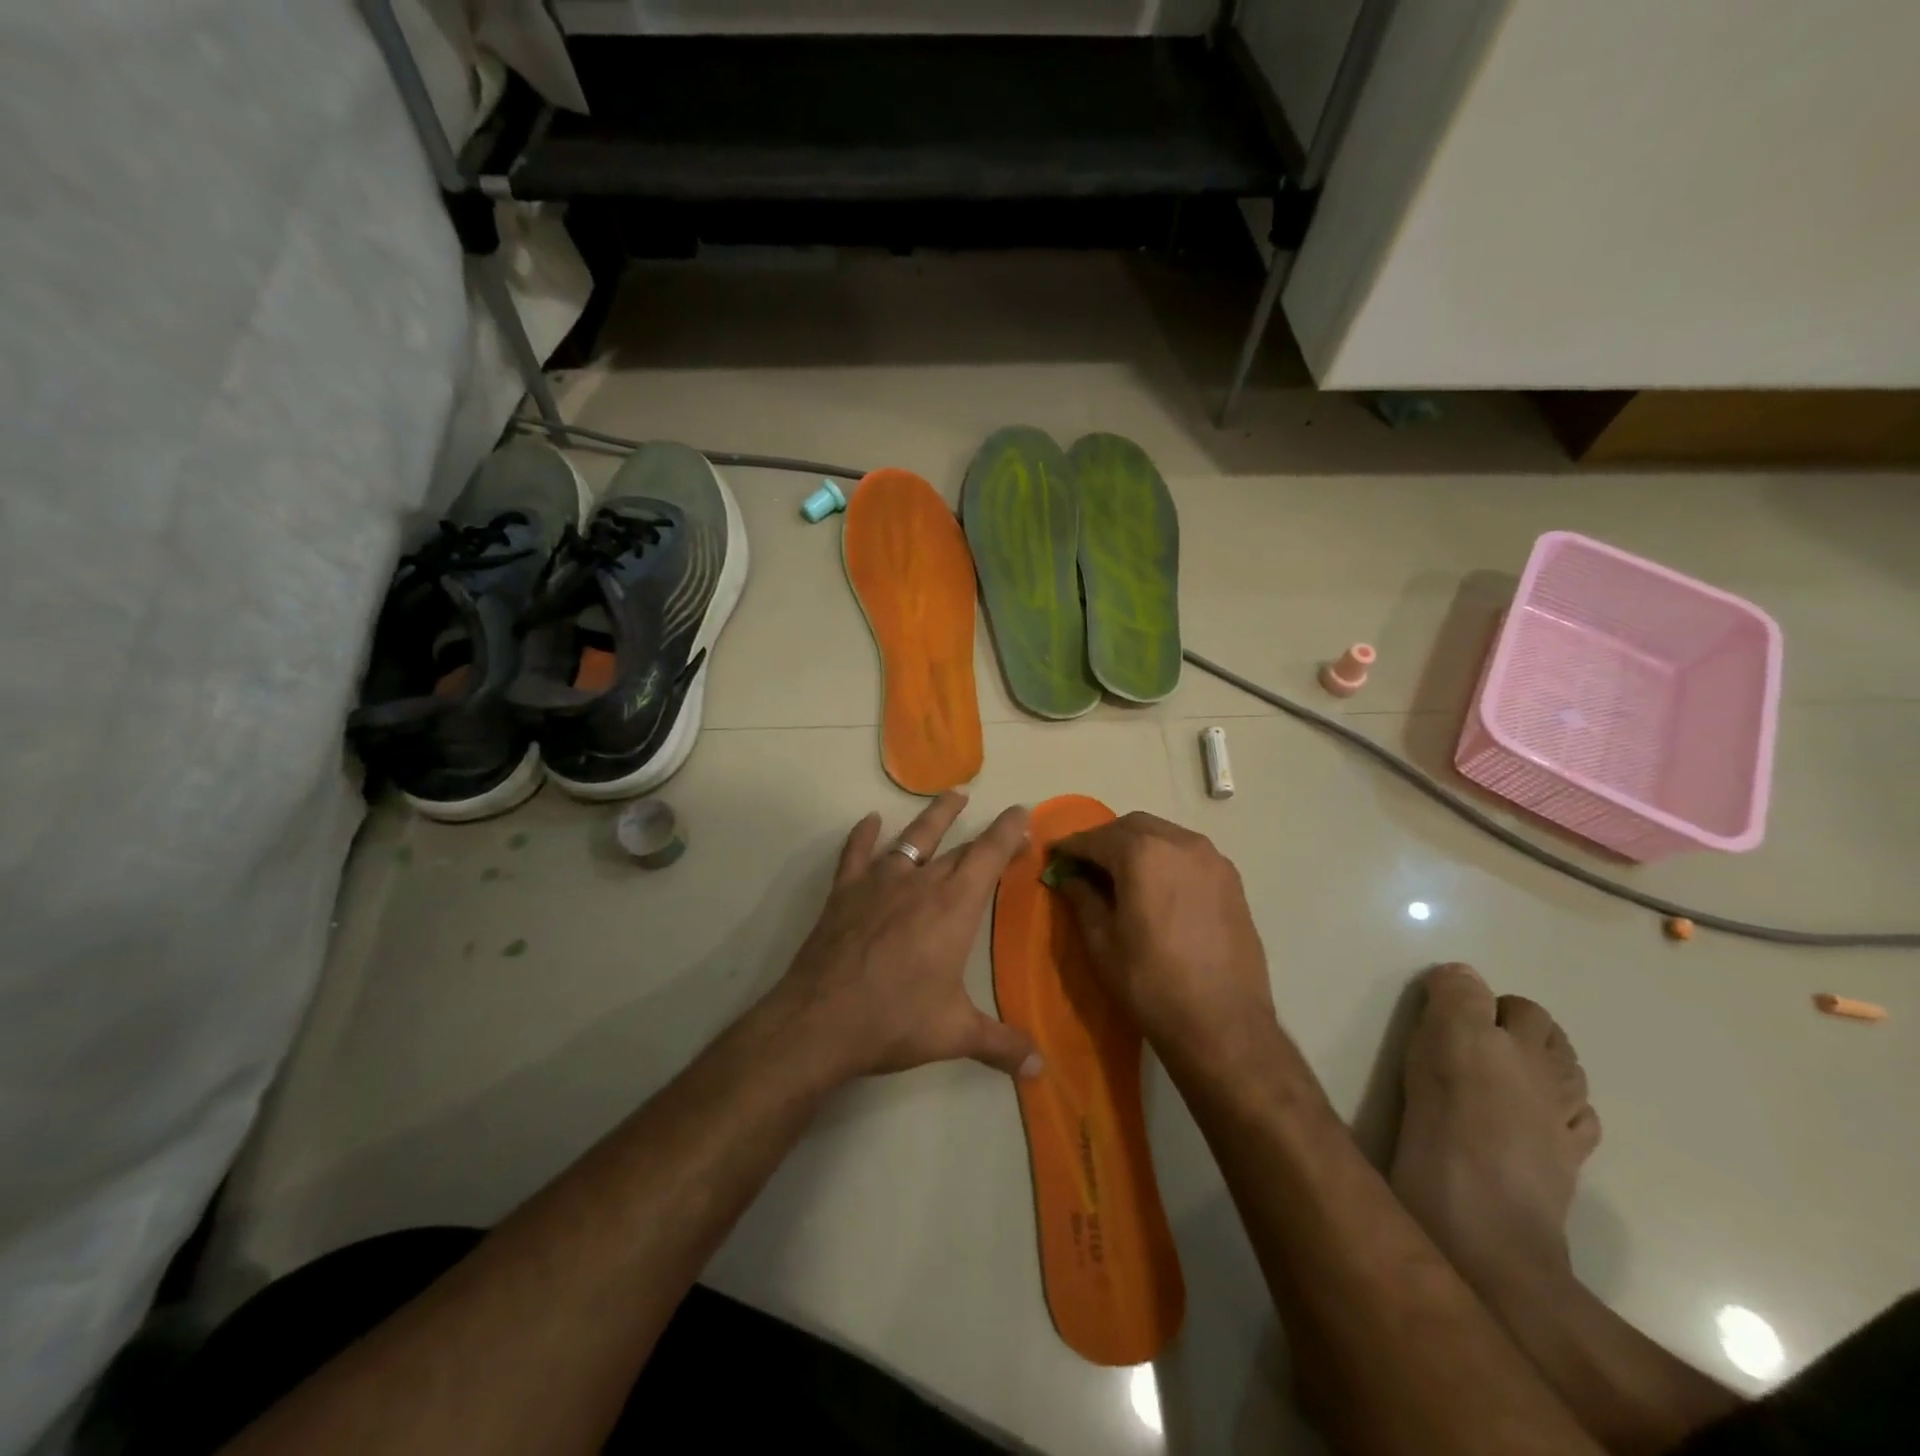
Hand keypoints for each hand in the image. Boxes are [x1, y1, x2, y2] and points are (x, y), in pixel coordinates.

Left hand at [772, 792, 1042, 1083]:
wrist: (821, 1021)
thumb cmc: (895, 1021)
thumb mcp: (956, 1034)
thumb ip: (1001, 1045)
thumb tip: (1041, 1069)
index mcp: (954, 907)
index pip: (989, 855)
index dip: (1008, 831)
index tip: (1022, 812)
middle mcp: (920, 883)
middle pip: (958, 848)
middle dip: (984, 834)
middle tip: (1001, 825)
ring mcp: (878, 883)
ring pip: (913, 839)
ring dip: (935, 816)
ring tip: (952, 796)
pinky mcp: (845, 893)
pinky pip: (856, 854)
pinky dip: (863, 835)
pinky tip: (869, 821)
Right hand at [1051, 812, 1274, 1066]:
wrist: (1224, 1024)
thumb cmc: (1151, 983)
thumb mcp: (1102, 942)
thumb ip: (1083, 898)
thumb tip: (1069, 878)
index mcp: (1143, 854)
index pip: (1096, 838)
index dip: (1071, 846)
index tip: (1054, 856)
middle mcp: (1180, 843)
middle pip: (1132, 827)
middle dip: (1104, 840)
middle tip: (1085, 865)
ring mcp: (1212, 859)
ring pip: (1163, 835)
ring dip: (1137, 846)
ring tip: (1120, 875)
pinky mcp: (1231, 879)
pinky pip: (1188, 854)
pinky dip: (1164, 858)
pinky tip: (1156, 887)